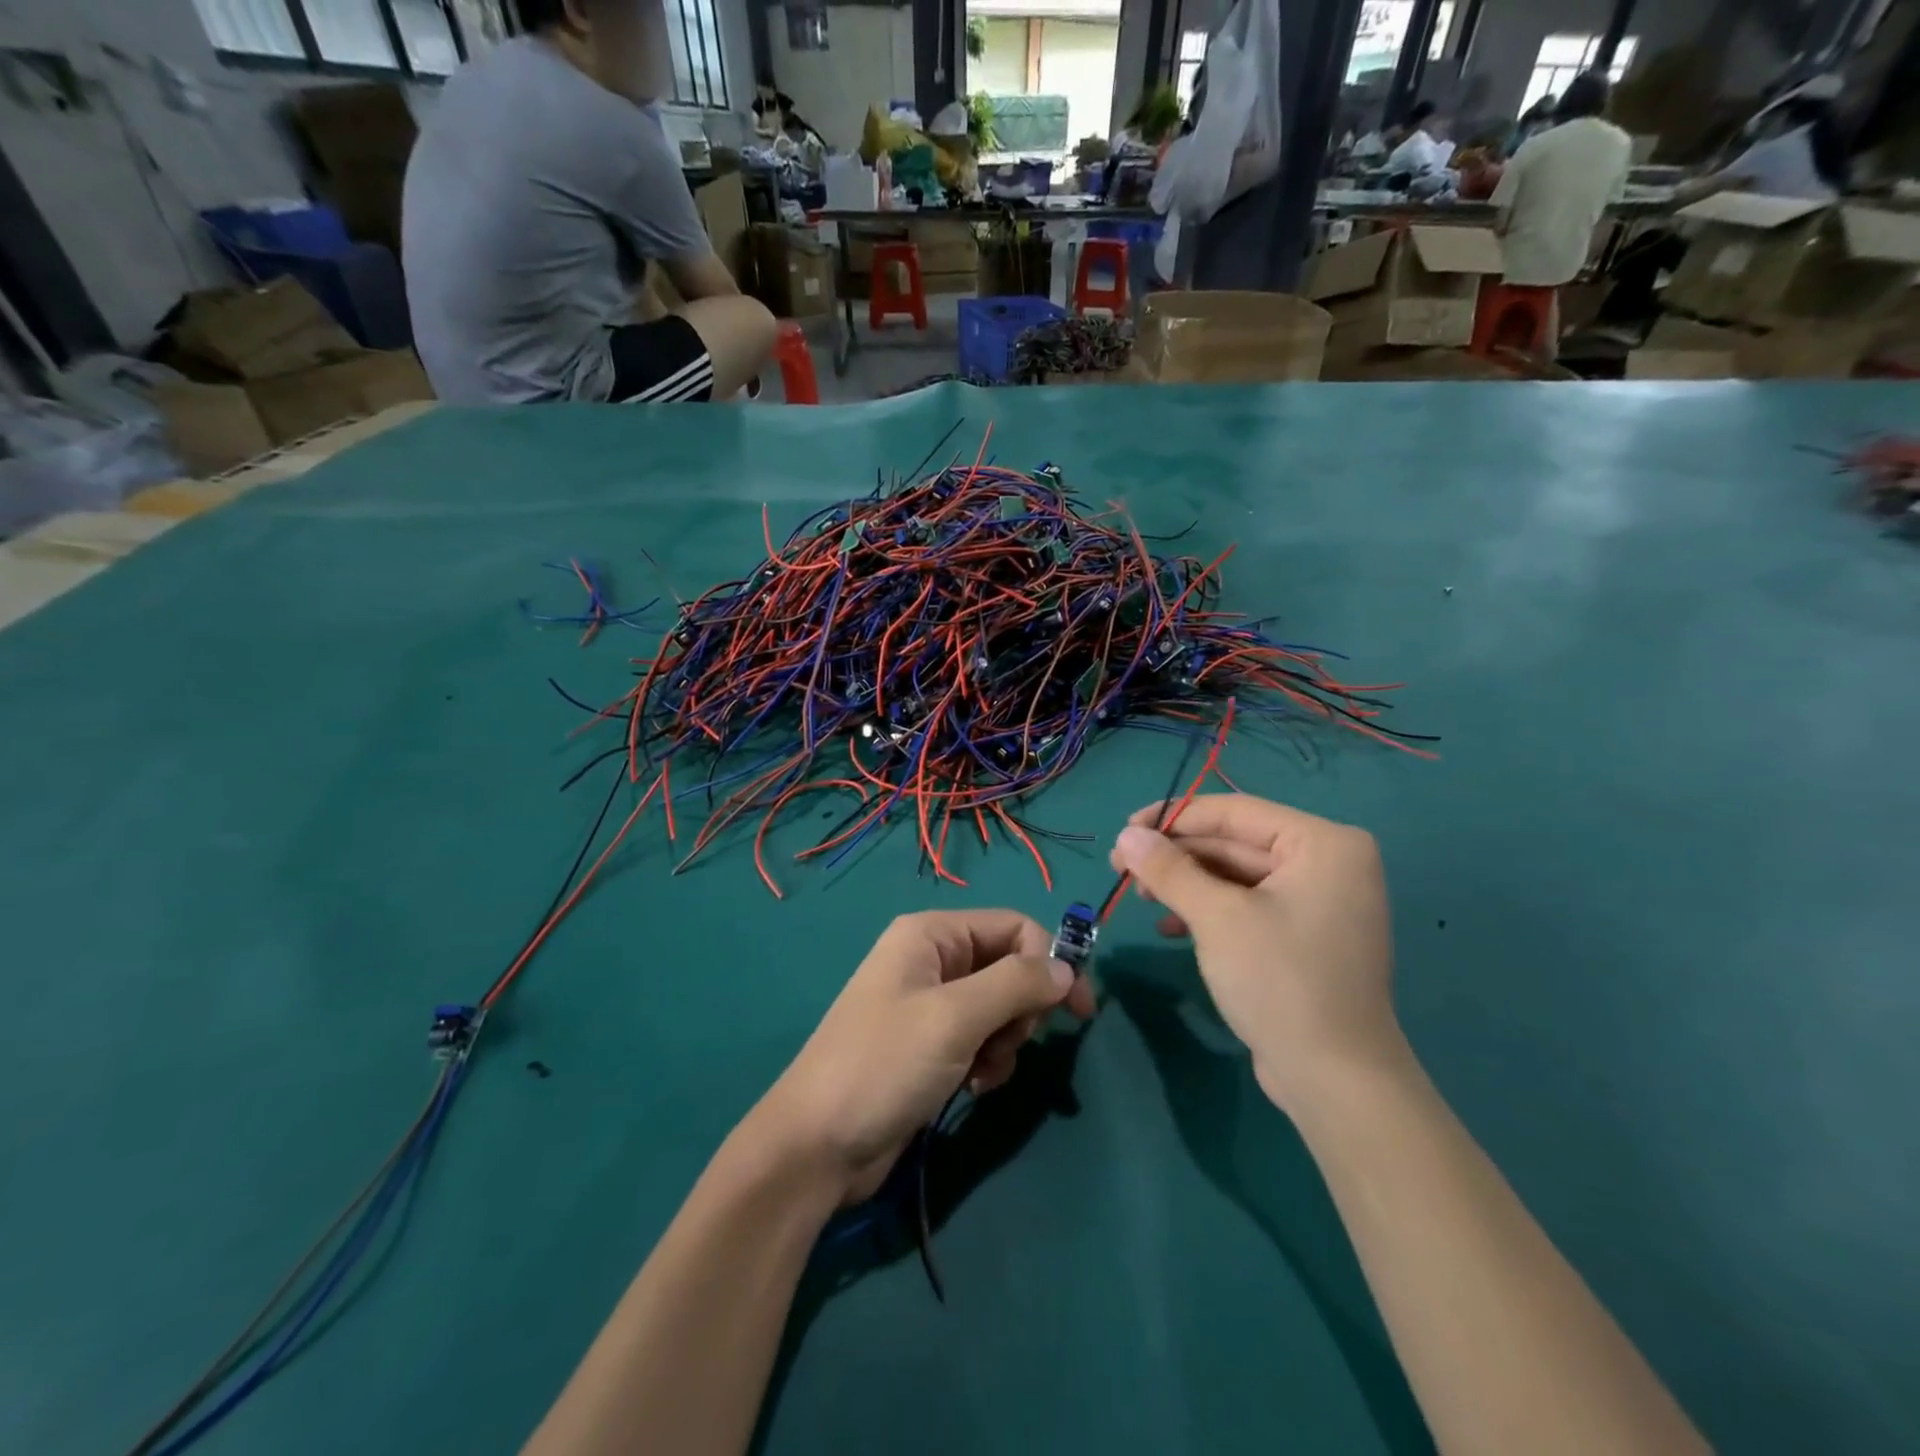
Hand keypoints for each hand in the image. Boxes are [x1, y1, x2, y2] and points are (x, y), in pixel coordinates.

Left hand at [752, 910, 1096, 1203]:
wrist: (816, 1146)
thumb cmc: (884, 1064)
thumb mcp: (954, 1017)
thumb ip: (1016, 983)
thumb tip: (1067, 968)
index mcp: (932, 934)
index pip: (1014, 926)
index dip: (1050, 962)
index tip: (1079, 1010)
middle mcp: (932, 960)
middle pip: (1009, 967)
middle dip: (1021, 1009)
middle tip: (1008, 1042)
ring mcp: (929, 1005)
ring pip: (1000, 1008)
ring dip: (1005, 1041)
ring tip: (982, 1070)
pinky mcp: (929, 1047)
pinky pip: (981, 1039)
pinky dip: (988, 1061)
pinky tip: (973, 1087)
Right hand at [1109, 794, 1403, 1113]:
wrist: (1335, 1081)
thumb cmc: (1280, 981)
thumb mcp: (1217, 917)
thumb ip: (1169, 869)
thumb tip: (1127, 835)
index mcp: (1323, 844)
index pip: (1235, 812)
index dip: (1174, 817)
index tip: (1124, 829)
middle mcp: (1327, 863)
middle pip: (1234, 843)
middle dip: (1176, 855)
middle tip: (1120, 866)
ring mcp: (1318, 902)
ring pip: (1236, 875)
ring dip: (1186, 883)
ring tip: (1137, 895)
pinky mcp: (1304, 936)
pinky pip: (1248, 905)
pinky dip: (1208, 910)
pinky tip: (1169, 925)